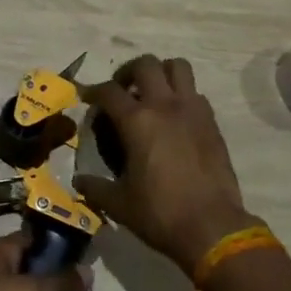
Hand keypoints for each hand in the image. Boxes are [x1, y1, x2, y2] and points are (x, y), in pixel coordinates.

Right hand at [75, 55, 260, 275]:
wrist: (212, 226)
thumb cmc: (160, 213)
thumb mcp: (119, 204)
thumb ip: (95, 188)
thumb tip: (78, 181)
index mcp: (137, 121)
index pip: (109, 91)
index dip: (94, 91)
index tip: (87, 97)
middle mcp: (164, 105)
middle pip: (146, 64)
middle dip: (129, 71)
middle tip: (122, 89)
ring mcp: (192, 110)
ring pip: (178, 66)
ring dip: (162, 72)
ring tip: (152, 91)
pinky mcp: (211, 121)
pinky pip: (195, 92)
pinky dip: (182, 95)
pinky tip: (175, 117)